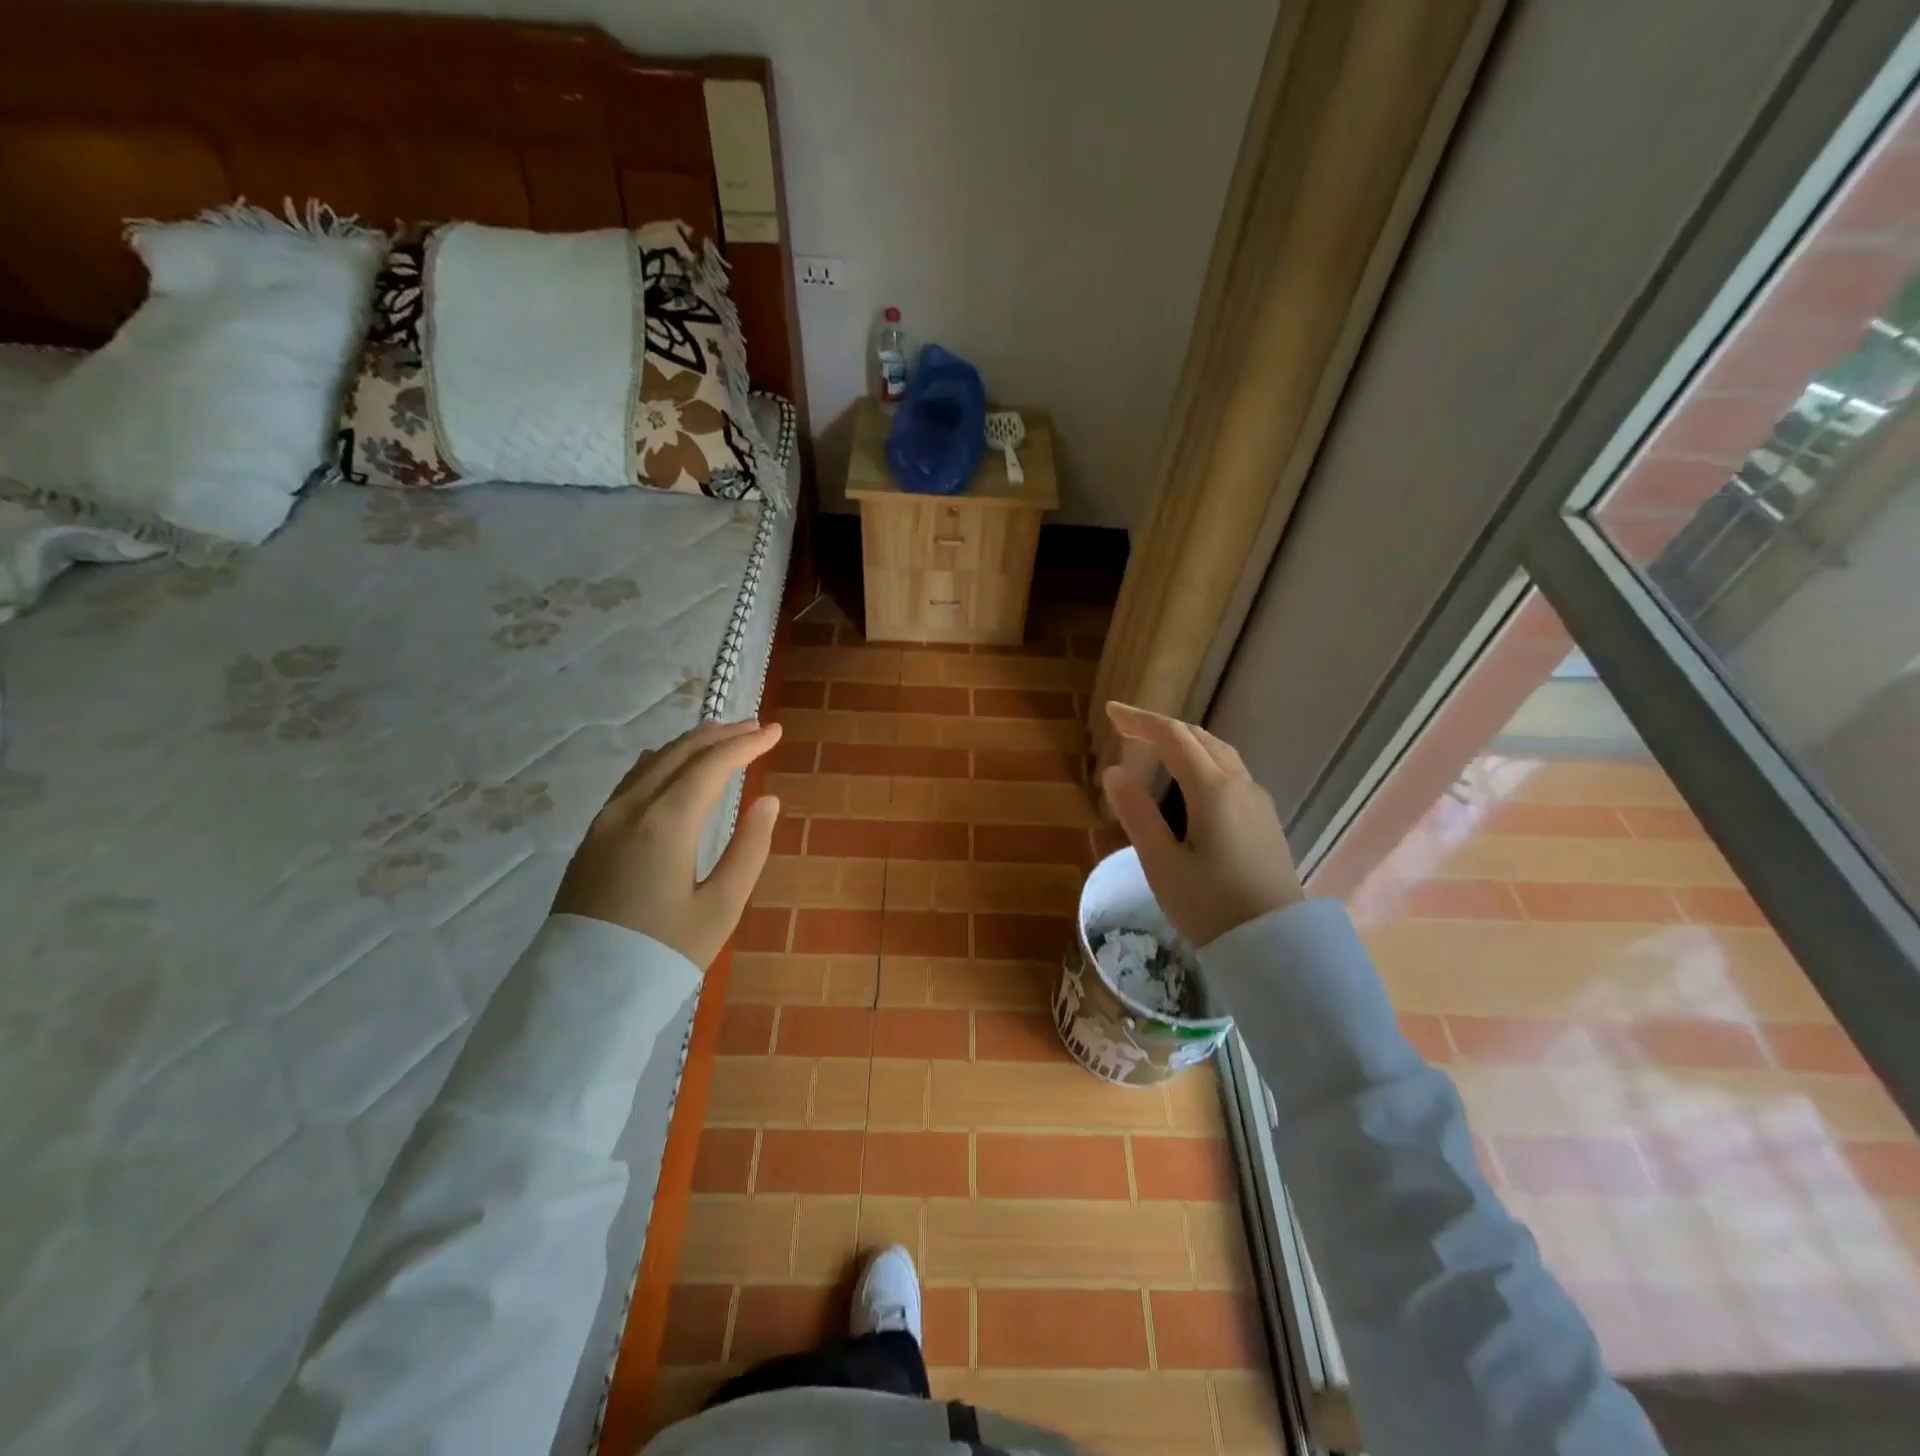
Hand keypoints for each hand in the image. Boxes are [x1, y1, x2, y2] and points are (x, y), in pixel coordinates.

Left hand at [554, 719, 782, 968]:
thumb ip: (749, 849)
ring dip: (690, 745)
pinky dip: (662, 763)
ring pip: (652, 763)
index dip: (746, 744)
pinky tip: (670, 766)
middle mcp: (631, 810)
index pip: (711, 766)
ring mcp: (604, 822)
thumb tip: (768, 801)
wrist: (581, 998)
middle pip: (679, 754)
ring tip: (721, 738)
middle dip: (720, 735)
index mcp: (666, 824)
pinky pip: (631, 781)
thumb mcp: (721, 909)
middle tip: (754, 727)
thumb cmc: (662, 955)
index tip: (774, 731)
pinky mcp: (591, 838)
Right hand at [1100, 702, 1302, 946]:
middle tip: (1126, 728)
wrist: (1276, 948)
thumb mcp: (1162, 863)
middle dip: (1162, 726)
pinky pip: (1232, 772)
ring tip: (1155, 747)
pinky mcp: (1265, 821)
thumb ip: (1137, 813)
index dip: (1140, 720)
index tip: (1111, 713)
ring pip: (1220, 753)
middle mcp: (1240, 785)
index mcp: (1213, 789)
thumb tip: (1114, 772)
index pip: (1173, 737)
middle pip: (1200, 738)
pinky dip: (1204, 760)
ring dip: (1186, 741)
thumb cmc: (1211, 906)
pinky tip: (1192, 781)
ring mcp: (1258, 802)